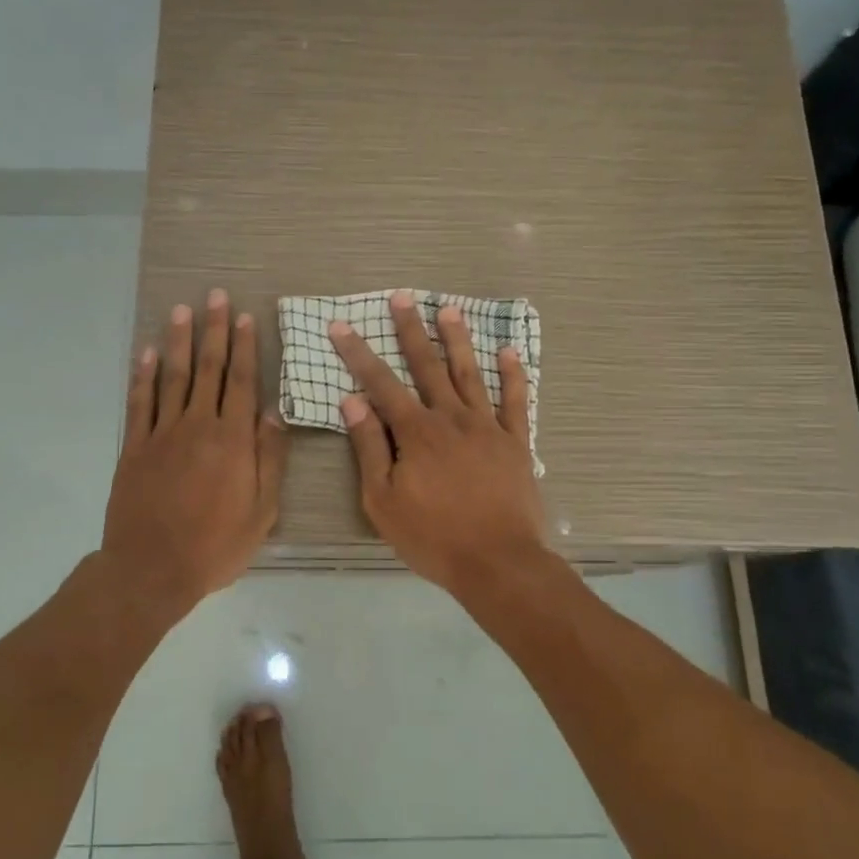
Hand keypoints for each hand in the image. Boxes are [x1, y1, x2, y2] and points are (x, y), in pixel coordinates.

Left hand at [102, 289, 289, 614]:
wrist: (152, 569)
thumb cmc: (216, 545)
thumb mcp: (262, 511)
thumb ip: (269, 458)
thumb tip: (273, 413)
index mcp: (232, 440)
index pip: (242, 382)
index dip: (244, 347)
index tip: (244, 316)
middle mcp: (197, 426)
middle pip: (209, 370)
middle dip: (213, 330)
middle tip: (215, 296)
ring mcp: (162, 434)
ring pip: (173, 377)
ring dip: (179, 342)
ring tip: (182, 310)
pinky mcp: (135, 447)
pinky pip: (139, 402)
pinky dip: (142, 375)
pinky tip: (145, 352)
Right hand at [329, 290, 547, 593]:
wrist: (497, 562)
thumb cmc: (432, 537)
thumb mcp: (383, 500)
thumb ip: (369, 448)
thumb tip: (353, 401)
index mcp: (416, 432)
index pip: (381, 384)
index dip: (358, 353)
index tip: (342, 325)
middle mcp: (451, 419)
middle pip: (428, 366)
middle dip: (412, 330)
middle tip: (403, 297)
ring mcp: (487, 428)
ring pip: (471, 374)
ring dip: (458, 340)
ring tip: (449, 309)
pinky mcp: (516, 443)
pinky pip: (516, 402)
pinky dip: (513, 376)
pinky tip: (510, 352)